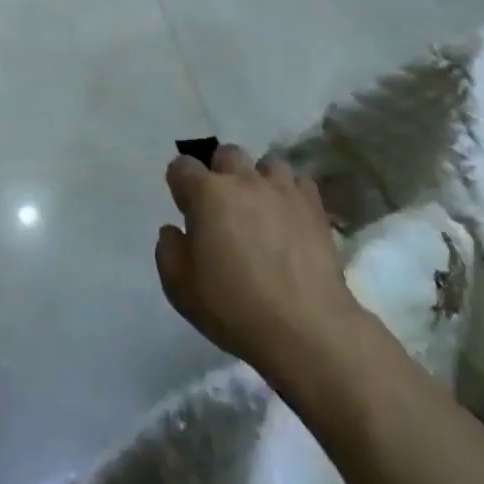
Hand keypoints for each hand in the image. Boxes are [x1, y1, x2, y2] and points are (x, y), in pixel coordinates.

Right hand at [155, 144, 356, 377]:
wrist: (306, 329)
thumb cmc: (234, 308)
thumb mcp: (180, 288)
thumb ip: (169, 252)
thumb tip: (173, 231)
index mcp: (207, 194)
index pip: (182, 166)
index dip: (180, 185)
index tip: (185, 209)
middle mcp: (243, 181)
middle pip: (227, 154)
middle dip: (220, 173)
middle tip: (222, 208)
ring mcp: (282, 191)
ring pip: (267, 164)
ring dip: (259, 180)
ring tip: (261, 209)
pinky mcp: (314, 208)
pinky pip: (300, 184)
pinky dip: (291, 195)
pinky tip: (290, 219)